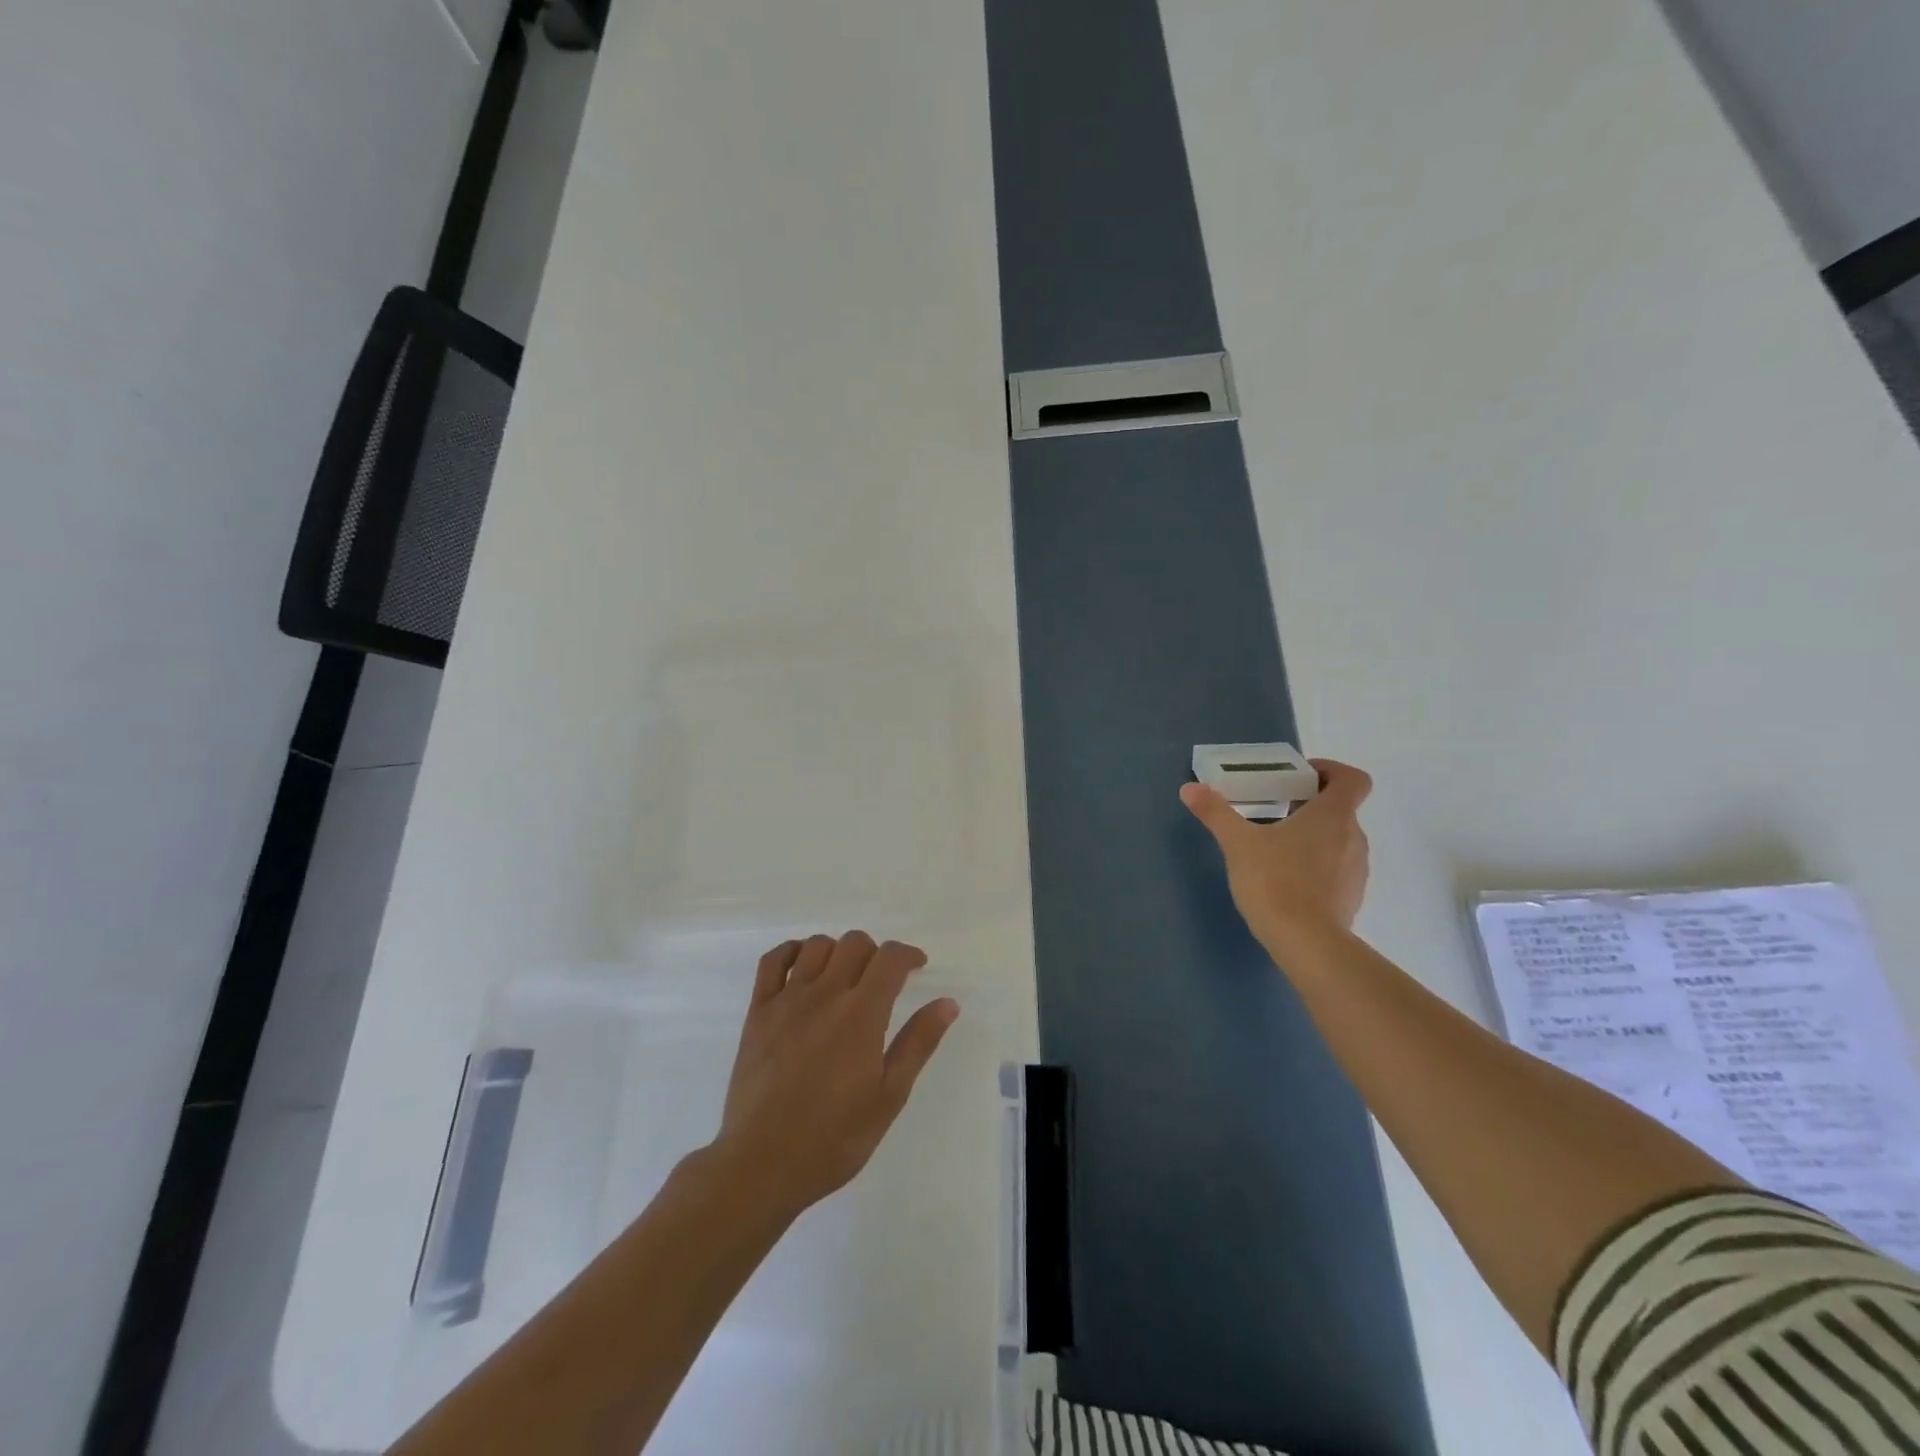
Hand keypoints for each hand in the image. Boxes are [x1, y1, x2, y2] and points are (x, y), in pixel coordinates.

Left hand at [705, 932, 957, 1221]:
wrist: (761, 1164)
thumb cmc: (833, 1138)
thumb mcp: (889, 1097)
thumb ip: (918, 1043)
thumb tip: (947, 1003)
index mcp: (861, 1014)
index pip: (890, 958)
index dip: (909, 954)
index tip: (917, 968)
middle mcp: (824, 994)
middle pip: (855, 943)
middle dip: (876, 953)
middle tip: (881, 982)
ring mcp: (786, 1000)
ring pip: (817, 946)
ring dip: (838, 952)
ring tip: (844, 978)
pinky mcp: (758, 1012)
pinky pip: (772, 961)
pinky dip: (792, 952)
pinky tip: (803, 969)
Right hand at [1179, 758, 1373, 955]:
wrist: (1307, 943)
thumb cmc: (1275, 882)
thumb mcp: (1237, 843)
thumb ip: (1215, 812)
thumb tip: (1190, 788)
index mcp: (1333, 816)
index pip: (1353, 779)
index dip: (1332, 770)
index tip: (1301, 777)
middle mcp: (1353, 837)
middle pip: (1341, 808)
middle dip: (1309, 804)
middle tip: (1274, 809)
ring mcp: (1357, 869)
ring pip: (1338, 839)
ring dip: (1313, 835)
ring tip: (1275, 846)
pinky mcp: (1351, 897)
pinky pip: (1337, 868)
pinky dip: (1316, 864)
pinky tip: (1285, 879)